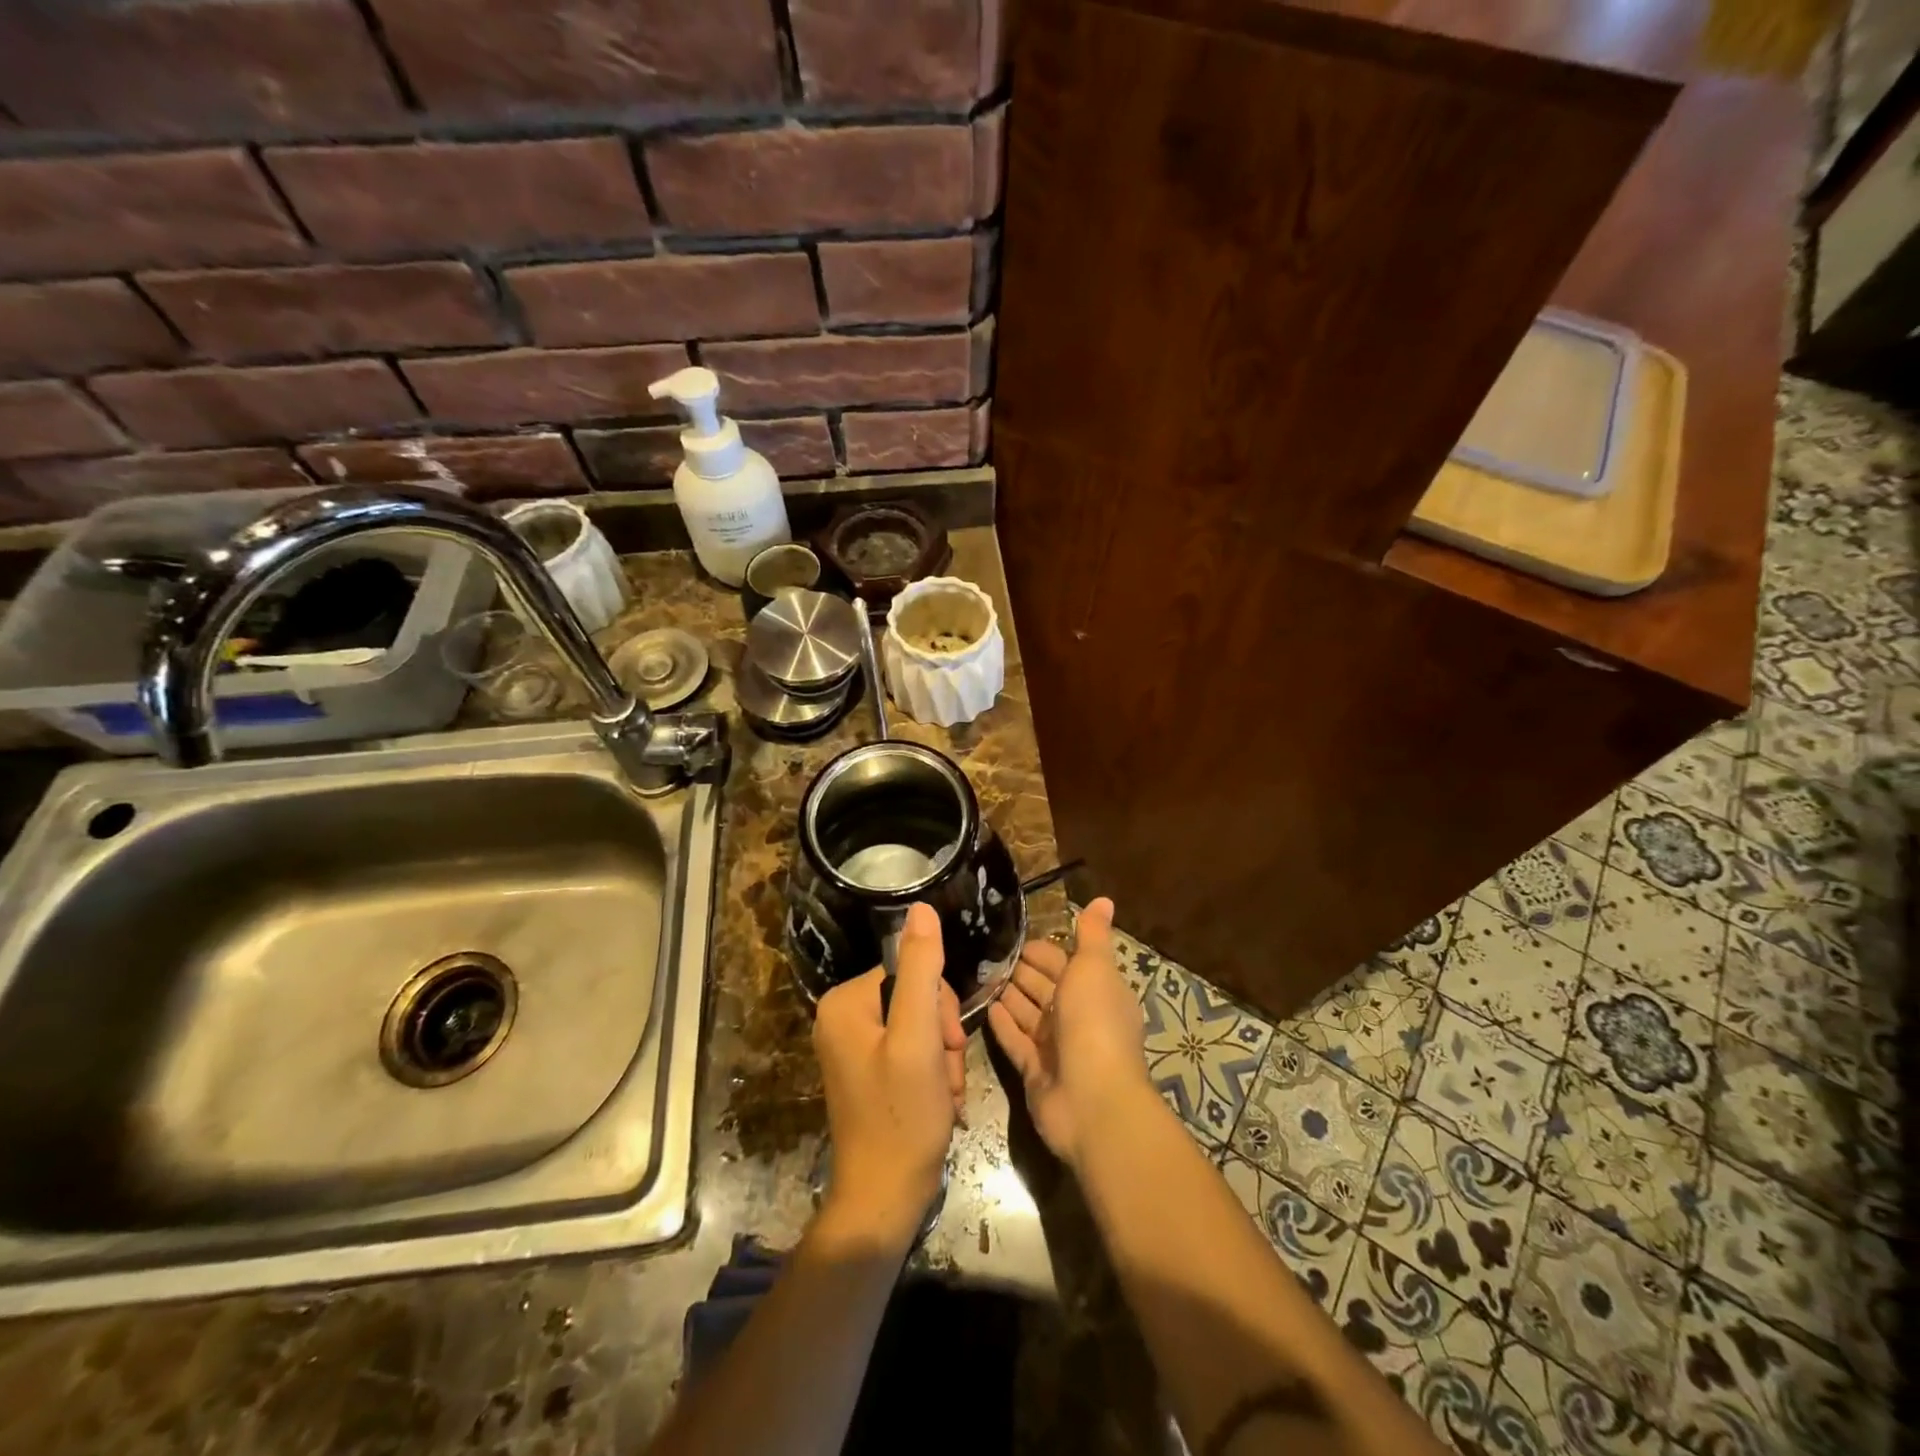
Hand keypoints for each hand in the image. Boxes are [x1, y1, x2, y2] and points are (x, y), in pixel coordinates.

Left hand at [813, 902, 966, 1246]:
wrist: (884, 1200)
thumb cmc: (901, 1117)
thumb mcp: (918, 1037)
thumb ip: (921, 970)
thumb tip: (922, 907)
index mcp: (845, 1002)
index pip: (911, 971)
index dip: (939, 1005)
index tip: (947, 1043)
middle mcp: (842, 1017)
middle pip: (916, 998)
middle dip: (942, 1035)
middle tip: (944, 1073)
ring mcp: (854, 1046)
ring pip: (921, 1026)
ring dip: (942, 1058)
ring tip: (942, 1093)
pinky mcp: (868, 1070)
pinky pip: (912, 1050)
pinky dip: (932, 1073)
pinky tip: (936, 1101)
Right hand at [987, 897, 1151, 1167]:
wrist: (1092, 1101)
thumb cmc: (1094, 1023)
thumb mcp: (1094, 968)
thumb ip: (1092, 935)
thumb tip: (1103, 899)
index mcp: (1095, 990)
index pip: (1063, 962)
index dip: (1040, 950)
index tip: (1010, 934)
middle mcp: (1076, 1016)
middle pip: (1043, 987)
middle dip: (1019, 969)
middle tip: (983, 951)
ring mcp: (1055, 1047)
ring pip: (1027, 1013)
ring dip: (1007, 994)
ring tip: (976, 973)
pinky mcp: (1035, 1072)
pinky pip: (1015, 1041)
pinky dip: (1002, 1024)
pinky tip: (984, 1007)